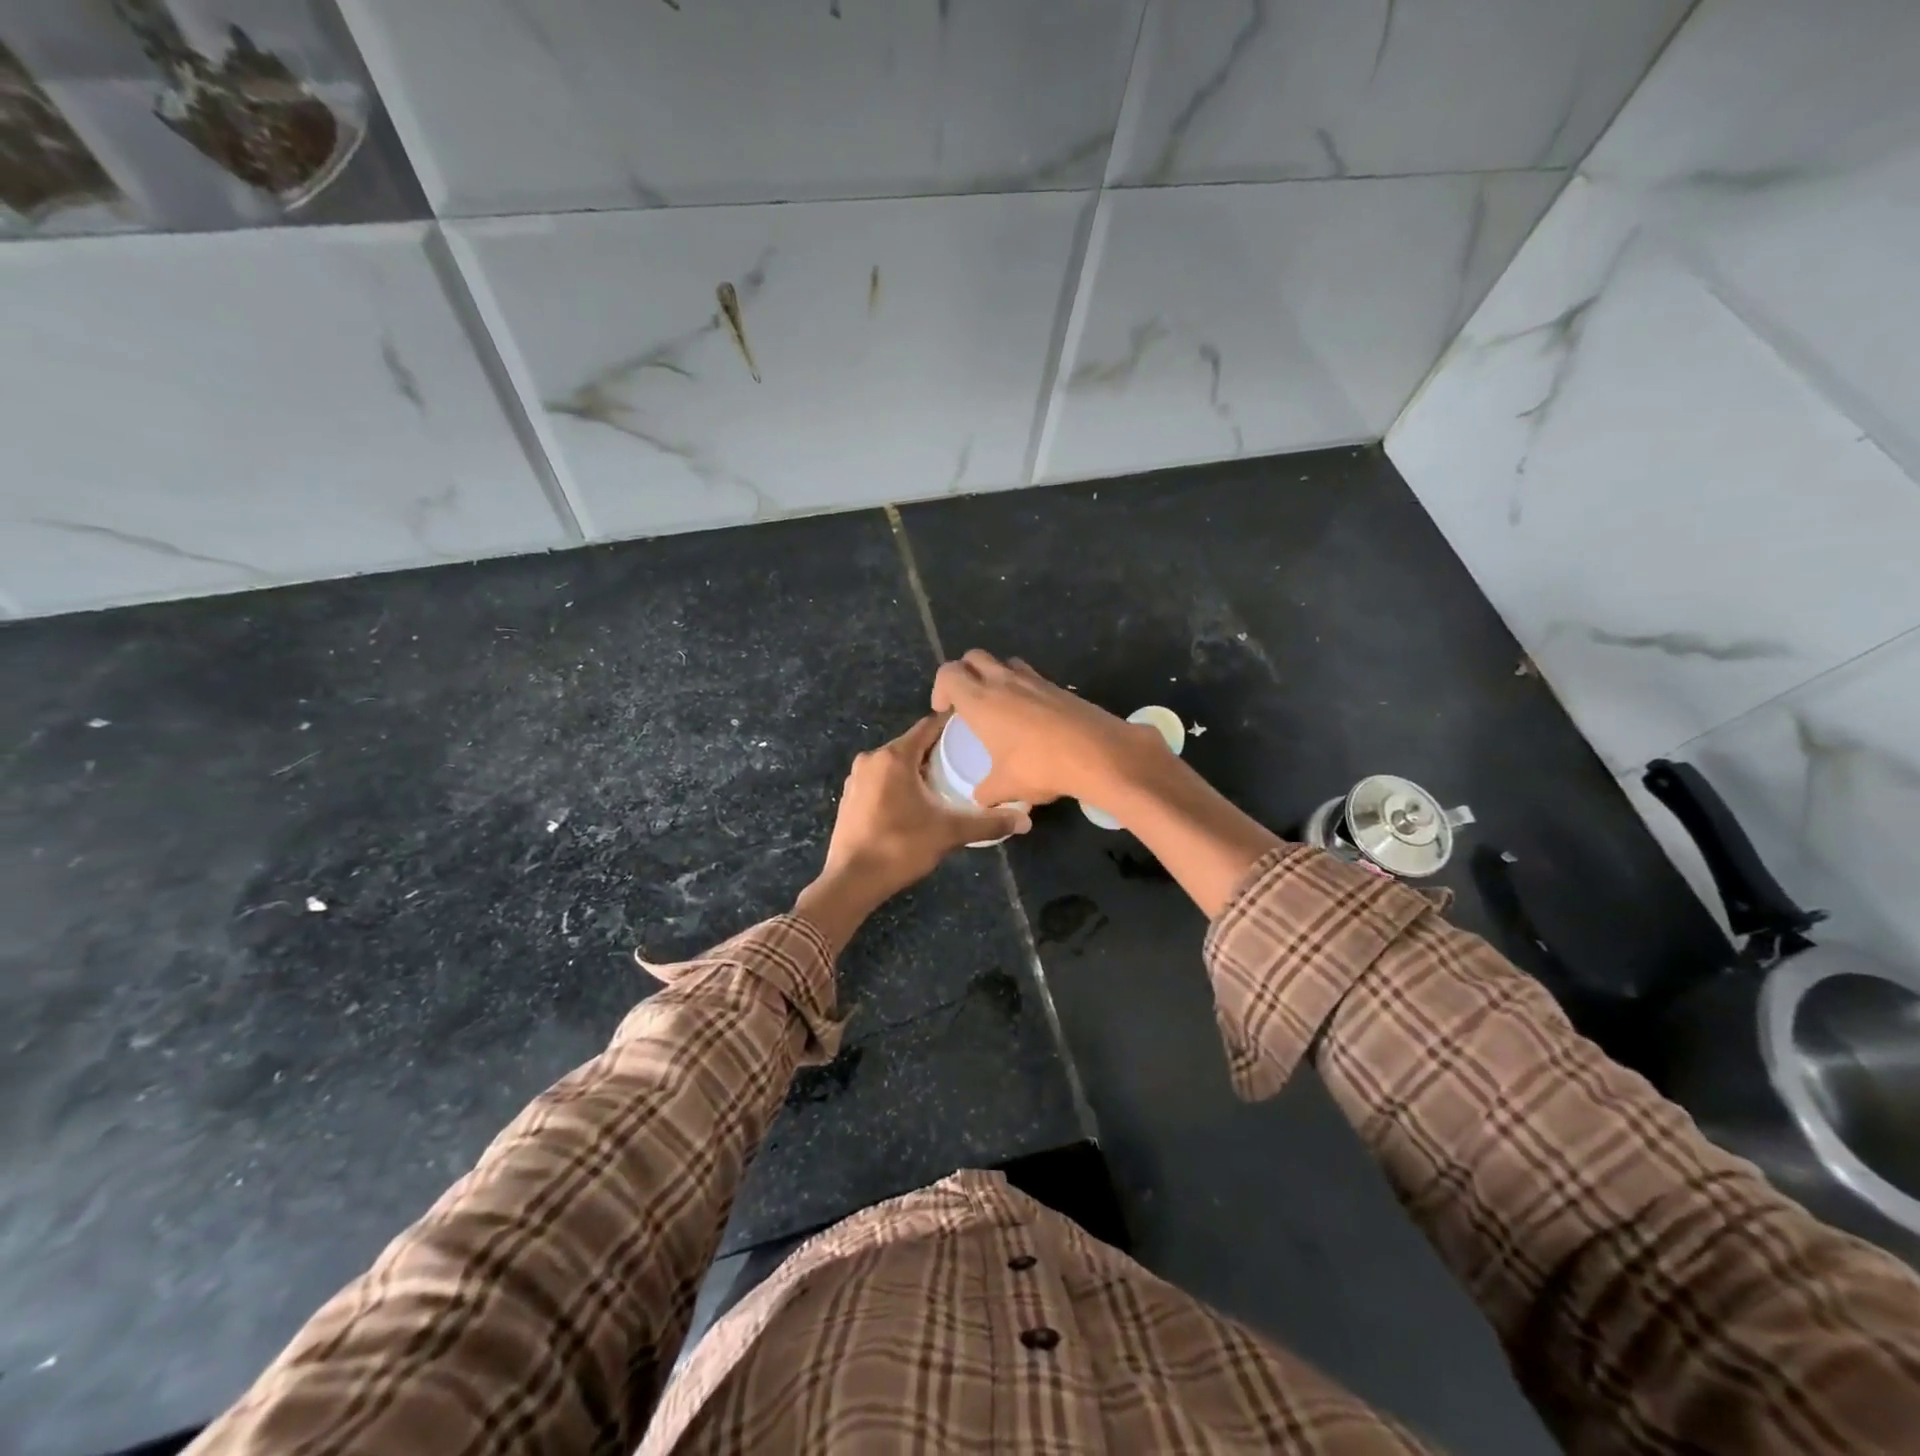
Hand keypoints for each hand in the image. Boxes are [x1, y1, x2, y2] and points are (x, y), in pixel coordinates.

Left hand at [794, 715, 1029, 950]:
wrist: (850, 882)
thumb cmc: (900, 847)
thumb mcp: (949, 833)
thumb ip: (988, 823)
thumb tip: (1026, 821)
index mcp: (894, 757)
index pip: (928, 727)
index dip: (952, 725)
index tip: (974, 730)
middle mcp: (871, 759)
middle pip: (912, 745)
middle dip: (937, 751)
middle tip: (967, 761)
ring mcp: (856, 779)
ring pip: (895, 764)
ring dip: (918, 770)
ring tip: (946, 783)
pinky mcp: (849, 798)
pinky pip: (881, 780)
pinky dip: (899, 784)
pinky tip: (917, 802)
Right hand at [931, 649, 1164, 808]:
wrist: (1098, 753)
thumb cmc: (1040, 767)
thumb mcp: (1006, 787)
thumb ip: (987, 792)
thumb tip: (980, 800)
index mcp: (980, 701)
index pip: (949, 673)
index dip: (940, 688)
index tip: (945, 711)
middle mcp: (1004, 682)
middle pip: (974, 657)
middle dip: (965, 673)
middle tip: (967, 702)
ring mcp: (1034, 680)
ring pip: (1006, 662)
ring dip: (996, 675)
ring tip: (1000, 705)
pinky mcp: (1059, 687)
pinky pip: (1032, 677)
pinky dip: (1024, 689)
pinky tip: (1032, 717)